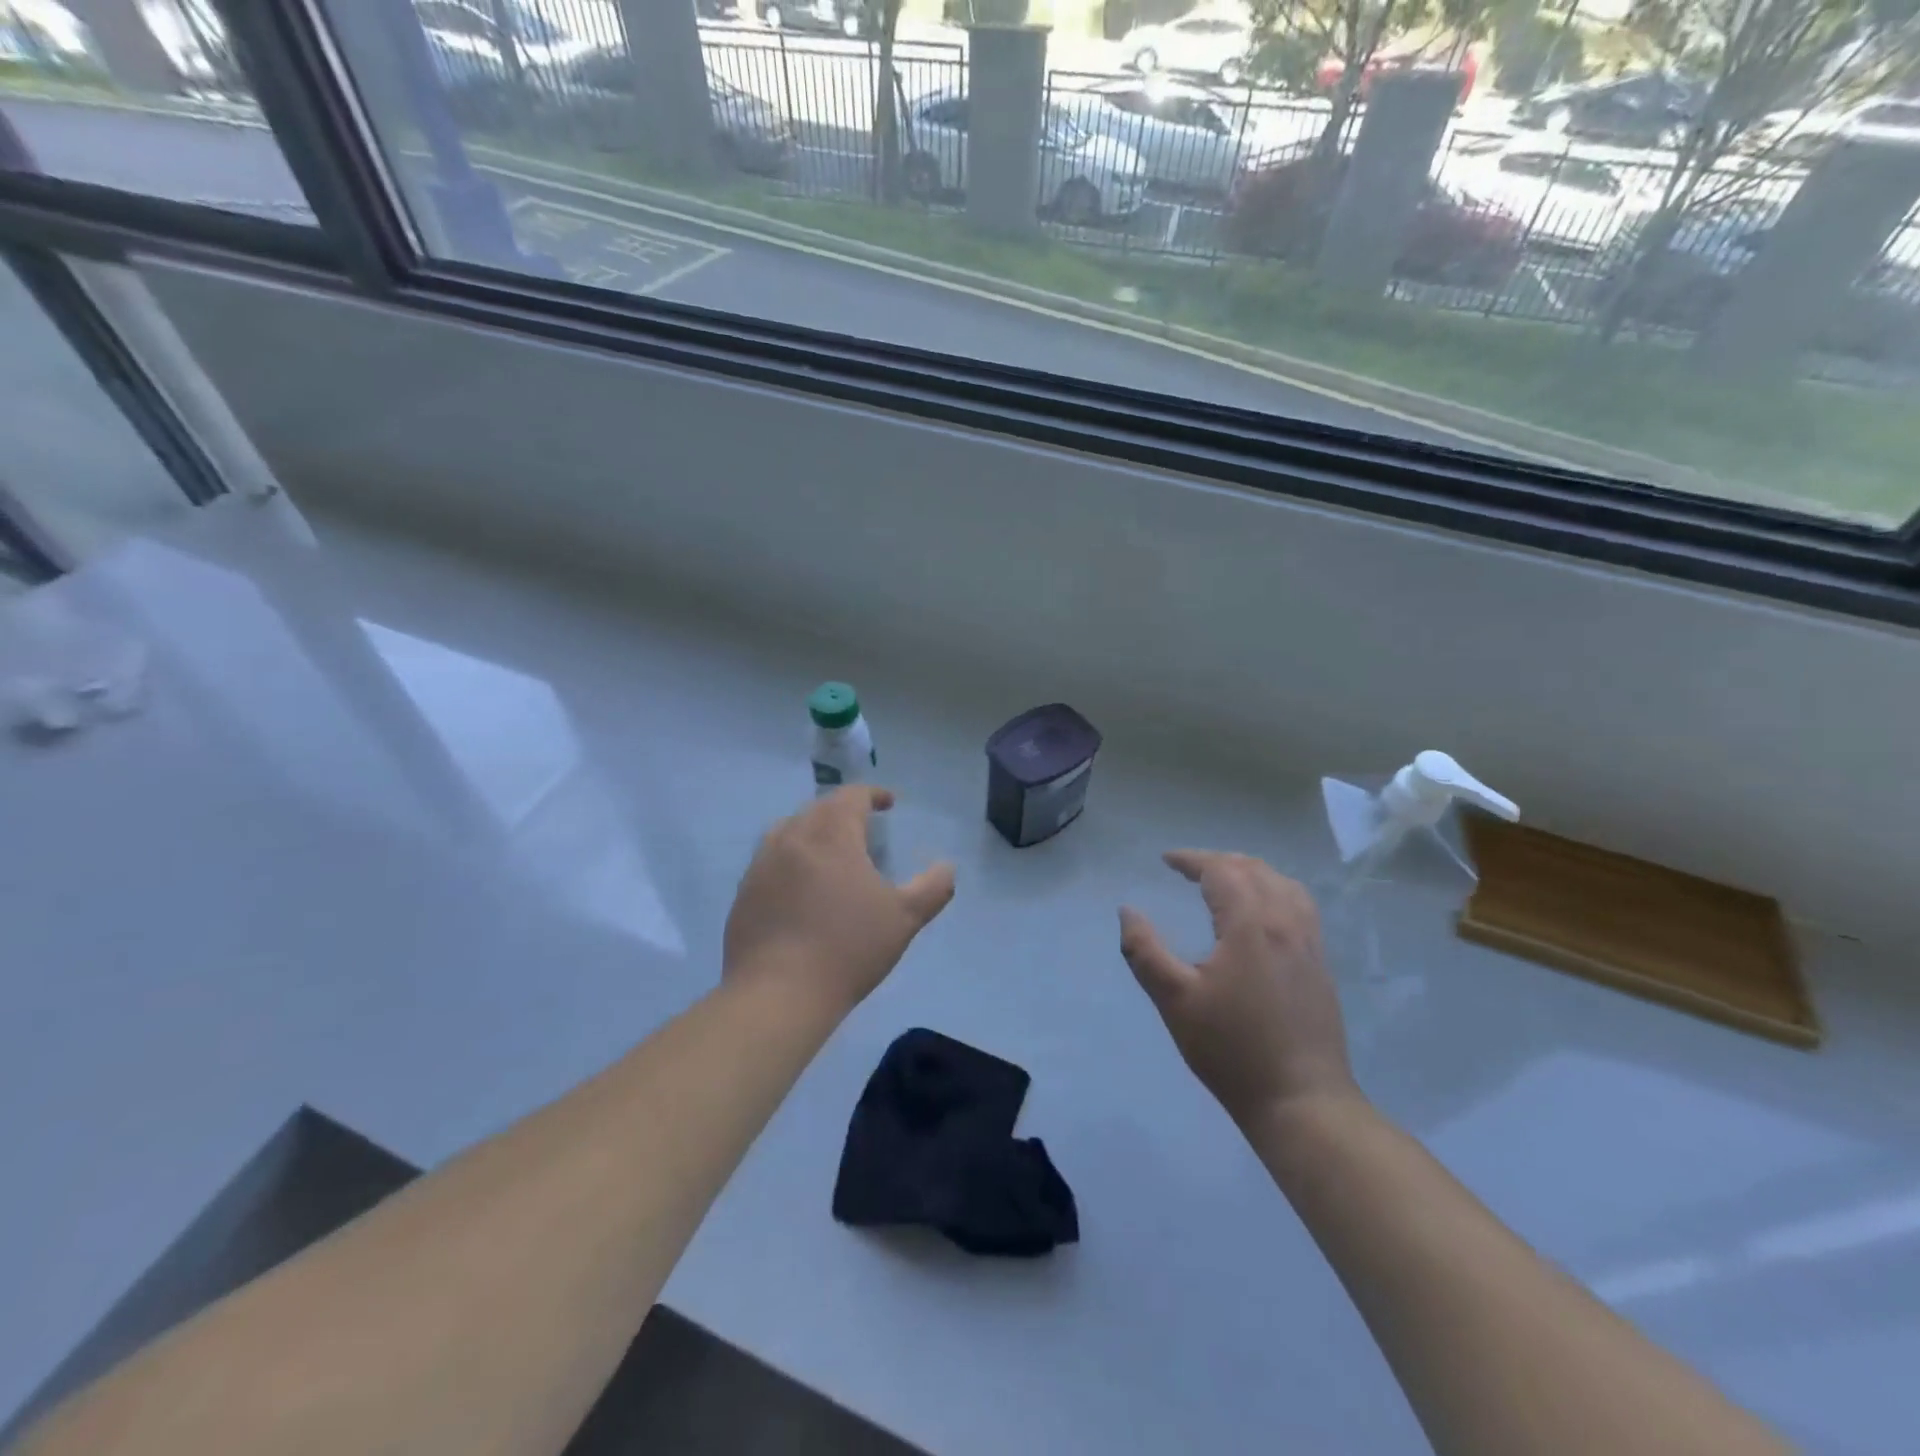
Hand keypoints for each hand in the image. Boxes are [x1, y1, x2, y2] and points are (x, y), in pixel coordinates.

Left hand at [724, 787, 954, 1013]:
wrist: (777, 994)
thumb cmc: (848, 947)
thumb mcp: (905, 918)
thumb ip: (933, 888)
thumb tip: (947, 867)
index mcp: (831, 833)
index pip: (852, 796)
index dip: (873, 794)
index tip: (888, 803)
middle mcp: (792, 836)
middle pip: (819, 808)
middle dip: (843, 811)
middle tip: (863, 827)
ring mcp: (761, 864)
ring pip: (790, 831)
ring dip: (813, 831)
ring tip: (830, 852)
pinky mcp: (744, 892)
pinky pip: (771, 860)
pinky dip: (791, 860)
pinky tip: (801, 888)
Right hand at [1119, 850, 1356, 1126]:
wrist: (1301, 1100)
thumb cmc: (1231, 1048)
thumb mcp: (1174, 1000)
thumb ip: (1145, 950)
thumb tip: (1127, 911)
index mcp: (1251, 924)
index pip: (1221, 870)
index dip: (1191, 859)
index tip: (1166, 860)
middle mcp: (1286, 922)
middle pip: (1253, 869)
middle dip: (1217, 861)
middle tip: (1187, 869)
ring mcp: (1309, 942)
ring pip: (1281, 883)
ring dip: (1248, 872)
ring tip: (1222, 882)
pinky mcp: (1320, 963)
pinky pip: (1299, 905)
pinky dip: (1273, 890)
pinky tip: (1261, 912)